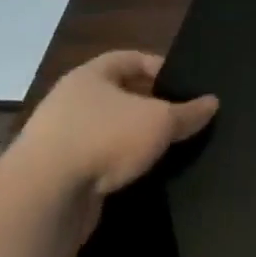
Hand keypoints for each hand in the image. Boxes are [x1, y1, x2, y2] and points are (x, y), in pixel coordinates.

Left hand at [11, 51, 217, 200]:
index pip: (129, 58)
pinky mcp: (57, 174)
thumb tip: (212, 102)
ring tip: (167, 146)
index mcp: (89, 77)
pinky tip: (142, 173)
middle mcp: (70, 102)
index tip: (184, 83)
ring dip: (133, 137)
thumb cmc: (104, 138)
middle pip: (118, 95)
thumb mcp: (160, 121)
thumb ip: (188, 112)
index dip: (158, 66)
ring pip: (108, 129)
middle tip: (181, 116)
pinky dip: (119, 164)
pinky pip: (97, 160)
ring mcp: (59, 139)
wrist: (43, 198)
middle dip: (149, 105)